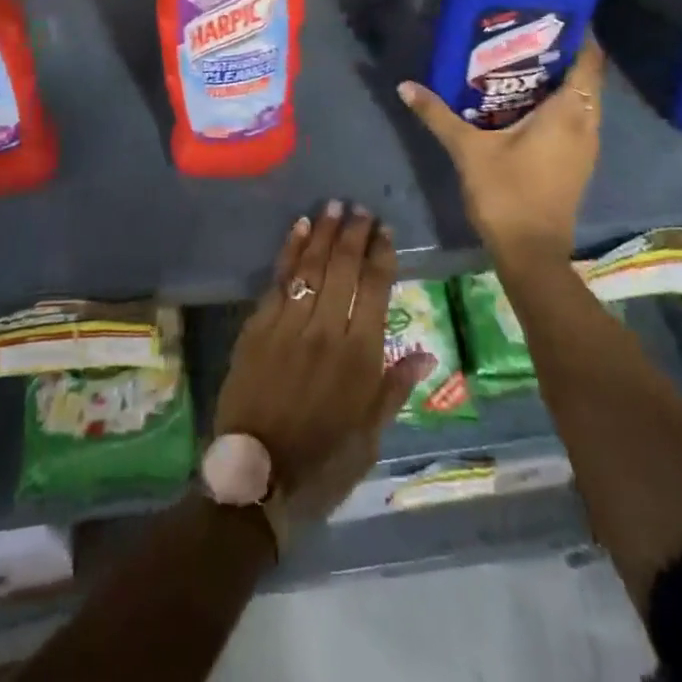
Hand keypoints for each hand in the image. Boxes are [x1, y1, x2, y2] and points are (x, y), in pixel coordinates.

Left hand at [214, 202, 434, 529]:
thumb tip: (425, 352)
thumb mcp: (369, 436)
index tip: (385, 230)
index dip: (382, 255)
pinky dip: (290, 250)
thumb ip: (395, 387)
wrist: (255, 476)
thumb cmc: (322, 461)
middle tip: (361, 208)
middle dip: (354, 233)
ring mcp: (289, 324)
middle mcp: (326, 330)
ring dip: (324, 232)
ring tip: (334, 205)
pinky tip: (299, 228)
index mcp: (359, 357)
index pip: (375, 289)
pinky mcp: (258, 325)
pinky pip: (279, 279)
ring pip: (311, 266)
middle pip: (344, 268)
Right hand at [397, 36, 604, 265]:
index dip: (579, 35)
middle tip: (526, 33)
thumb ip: (437, 114)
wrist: (531, 252)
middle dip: (562, 53)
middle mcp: (586, 124)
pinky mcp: (577, 162)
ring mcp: (586, 146)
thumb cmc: (506, 193)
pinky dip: (558, 103)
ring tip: (522, 60)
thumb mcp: (467, 149)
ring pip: (581, 100)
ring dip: (560, 80)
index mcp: (568, 113)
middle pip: (585, 77)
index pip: (588, 61)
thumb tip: (405, 85)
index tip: (554, 15)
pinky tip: (525, 101)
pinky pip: (576, 119)